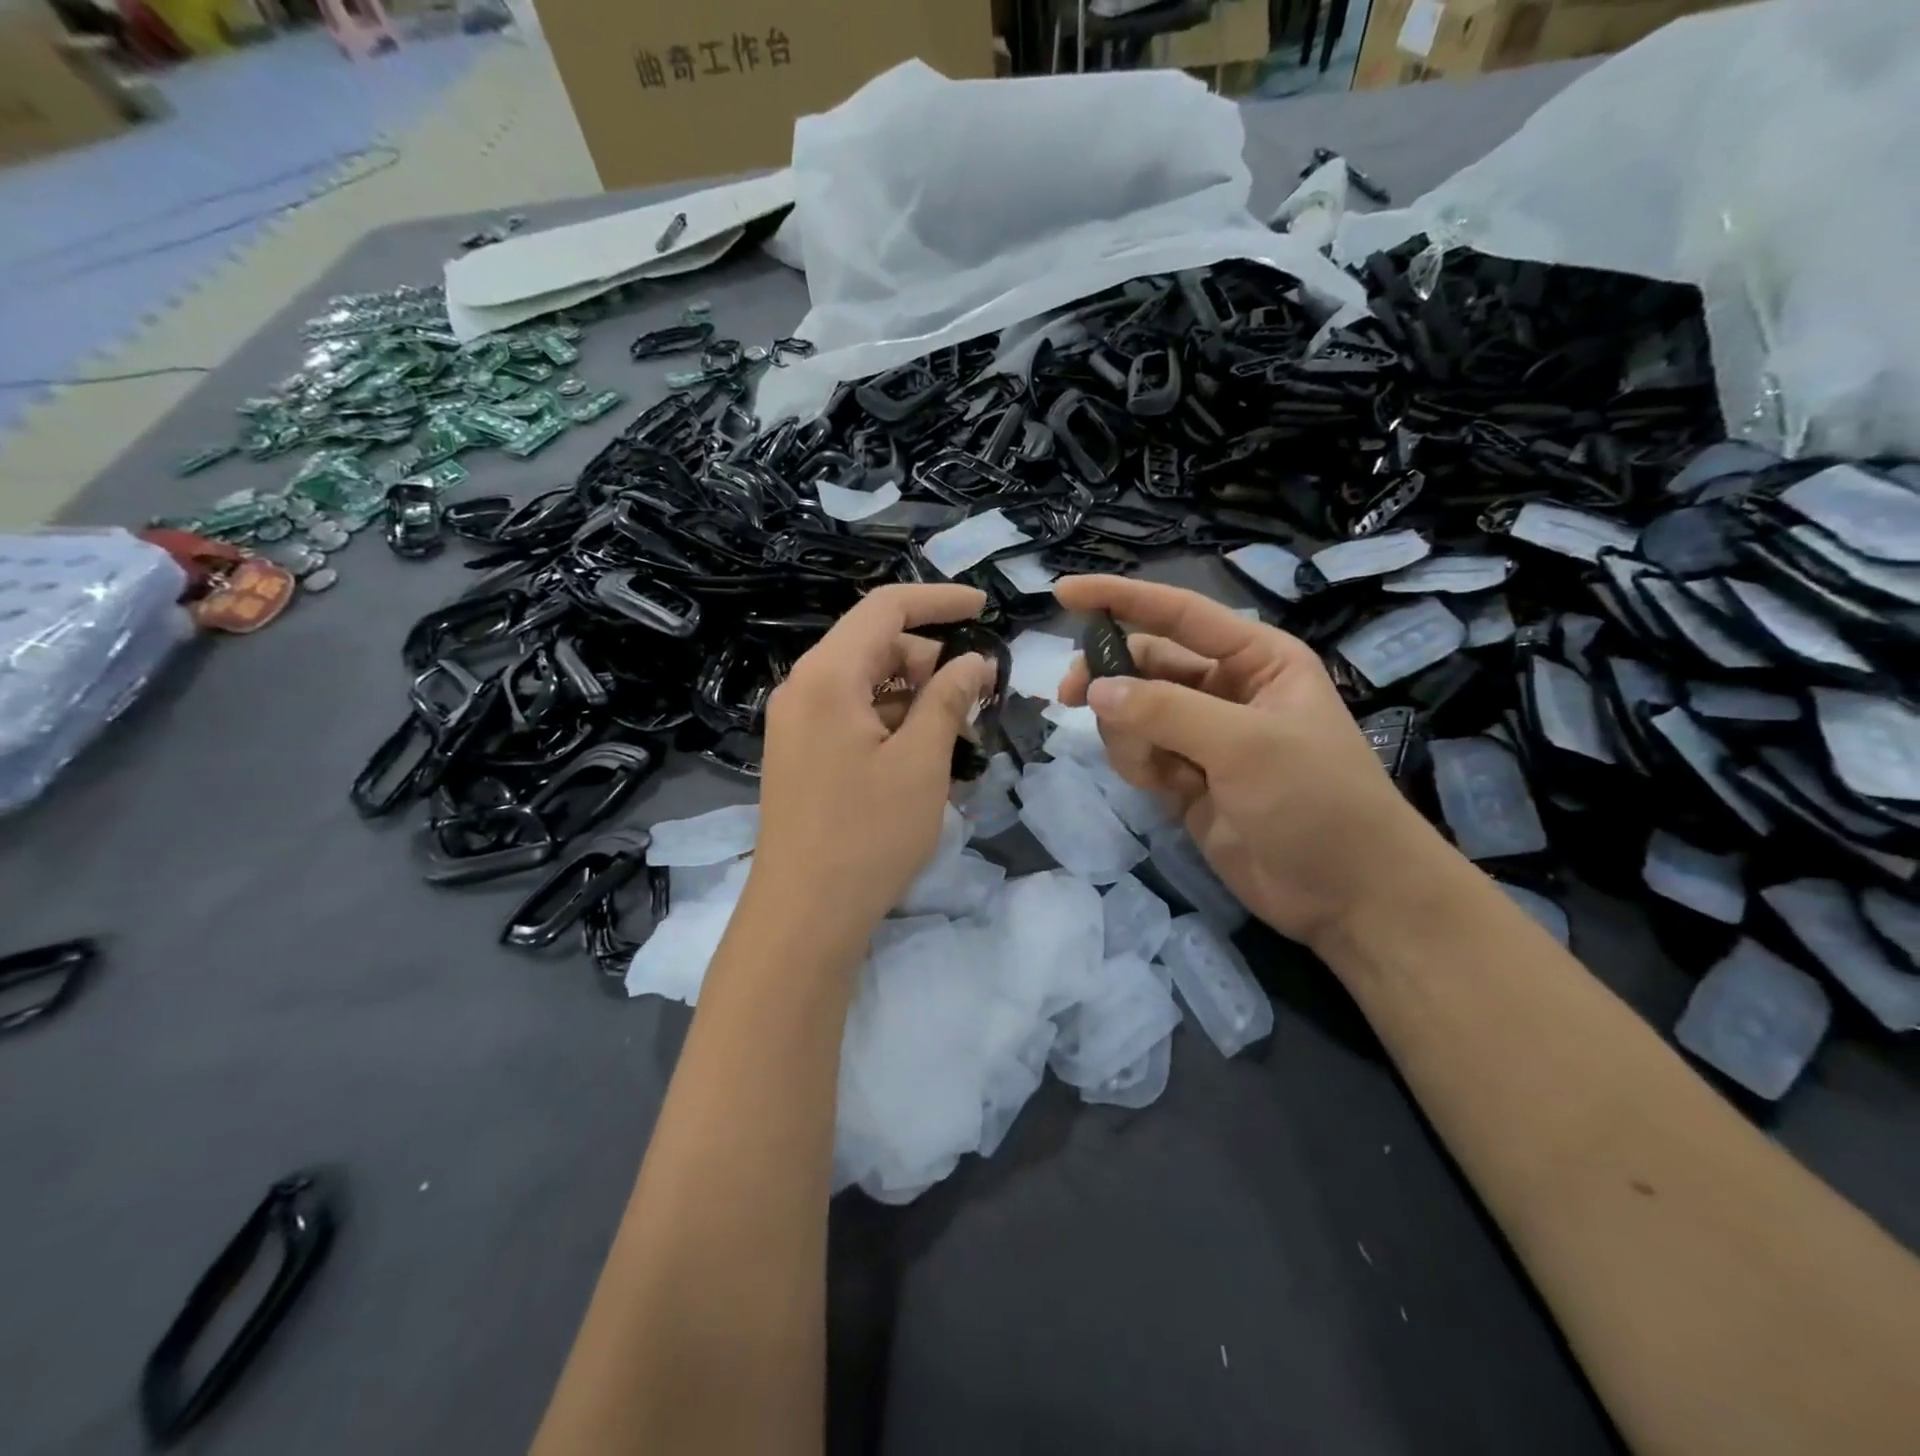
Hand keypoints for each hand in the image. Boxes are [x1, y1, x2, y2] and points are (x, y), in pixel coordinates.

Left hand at [753, 583, 995, 940]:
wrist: (803, 916)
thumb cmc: (868, 835)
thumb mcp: (922, 762)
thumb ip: (948, 698)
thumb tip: (974, 660)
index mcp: (827, 676)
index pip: (886, 609)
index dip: (939, 601)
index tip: (985, 609)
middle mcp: (803, 688)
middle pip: (876, 647)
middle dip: (931, 662)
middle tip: (978, 699)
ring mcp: (797, 723)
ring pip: (867, 685)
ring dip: (915, 698)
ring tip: (957, 738)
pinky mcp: (800, 754)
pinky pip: (852, 716)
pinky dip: (892, 722)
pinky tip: (923, 758)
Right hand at [1054, 575, 1441, 949]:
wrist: (1347, 896)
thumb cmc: (1316, 801)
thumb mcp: (1246, 746)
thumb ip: (1166, 711)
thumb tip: (1096, 689)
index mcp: (1256, 658)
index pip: (1178, 613)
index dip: (1120, 598)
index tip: (1062, 592)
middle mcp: (1226, 689)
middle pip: (1145, 664)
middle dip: (1110, 678)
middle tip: (1070, 696)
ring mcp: (1203, 736)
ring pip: (1134, 713)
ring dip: (1128, 735)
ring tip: (1159, 770)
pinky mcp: (1186, 779)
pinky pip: (1138, 754)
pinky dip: (1138, 765)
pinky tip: (1166, 790)